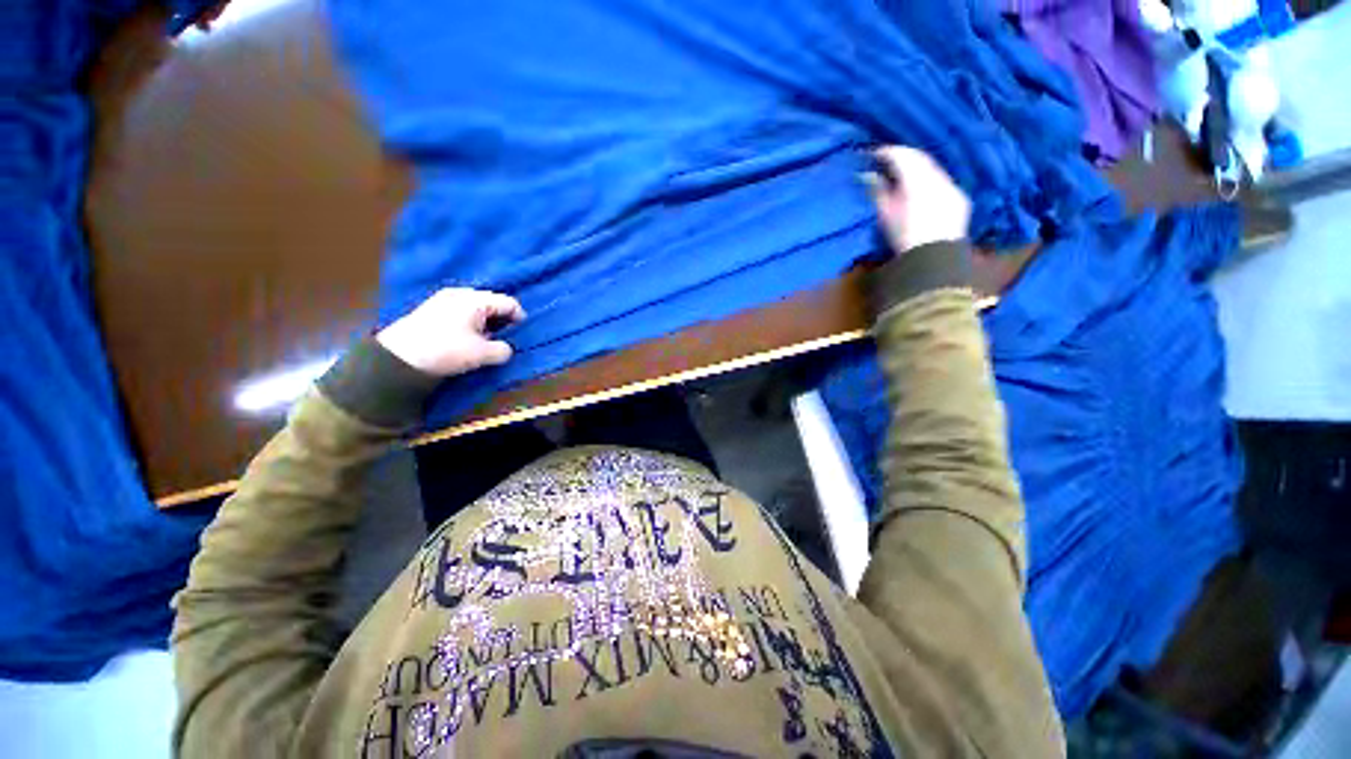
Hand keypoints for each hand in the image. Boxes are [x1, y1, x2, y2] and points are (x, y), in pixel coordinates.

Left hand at [376, 288, 525, 377]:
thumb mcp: (482, 354)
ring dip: (487, 324)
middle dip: (502, 322)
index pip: (509, 303)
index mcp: (475, 299)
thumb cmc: (445, 350)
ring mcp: (444, 300)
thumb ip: (503, 350)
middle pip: (493, 303)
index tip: (521, 336)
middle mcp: (460, 294)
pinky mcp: (433, 310)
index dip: (520, 319)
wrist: (397, 358)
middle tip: (504, 340)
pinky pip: (463, 312)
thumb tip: (506, 349)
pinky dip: (472, 324)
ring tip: (486, 342)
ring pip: (478, 309)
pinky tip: (468, 340)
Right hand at [865, 146, 970, 255]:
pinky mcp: (960, 198)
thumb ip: (878, 192)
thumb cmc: (905, 238)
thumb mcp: (886, 215)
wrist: (934, 259)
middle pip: (921, 159)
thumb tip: (868, 176)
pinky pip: (943, 180)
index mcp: (919, 180)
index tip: (873, 154)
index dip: (888, 152)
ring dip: (917, 167)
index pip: (903, 156)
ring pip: (933, 169)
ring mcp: (953, 187)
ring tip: (902, 173)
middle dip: (904, 157)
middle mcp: (939, 178)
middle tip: (887, 160)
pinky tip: (920, 188)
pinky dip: (929, 179)